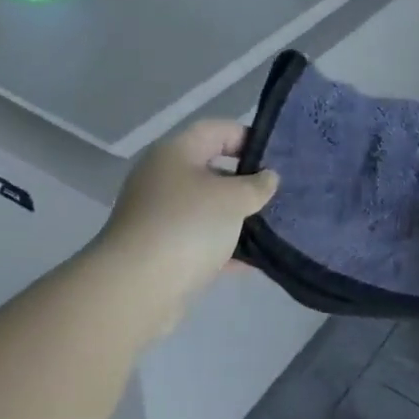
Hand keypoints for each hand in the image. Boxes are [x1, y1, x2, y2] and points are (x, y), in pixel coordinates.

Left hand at [95, 119, 277, 337]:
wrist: (138, 287)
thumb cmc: (188, 226)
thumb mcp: (232, 199)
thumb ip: (256, 185)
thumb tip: (268, 178)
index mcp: (175, 153)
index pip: (216, 130)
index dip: (248, 138)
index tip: (279, 158)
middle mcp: (164, 179)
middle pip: (212, 171)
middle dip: (247, 183)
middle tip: (281, 195)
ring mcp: (161, 217)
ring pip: (208, 210)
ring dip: (239, 219)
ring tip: (275, 227)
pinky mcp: (163, 251)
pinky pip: (202, 242)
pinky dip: (226, 248)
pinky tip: (255, 261)